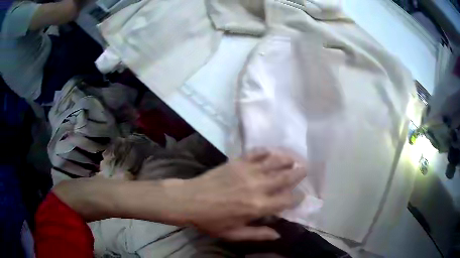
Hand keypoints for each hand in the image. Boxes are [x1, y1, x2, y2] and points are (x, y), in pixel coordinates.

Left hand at [168, 150, 306, 240]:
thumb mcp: (233, 234)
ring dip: (286, 160)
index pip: (287, 200)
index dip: (297, 198)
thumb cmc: (211, 221)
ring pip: (274, 162)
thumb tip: (278, 235)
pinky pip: (256, 153)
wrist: (189, 200)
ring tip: (293, 159)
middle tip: (305, 169)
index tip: (301, 196)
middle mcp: (258, 186)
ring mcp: (248, 171)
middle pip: (285, 177)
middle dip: (298, 173)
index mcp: (258, 206)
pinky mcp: (237, 162)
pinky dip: (266, 151)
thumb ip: (258, 234)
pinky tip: (270, 151)